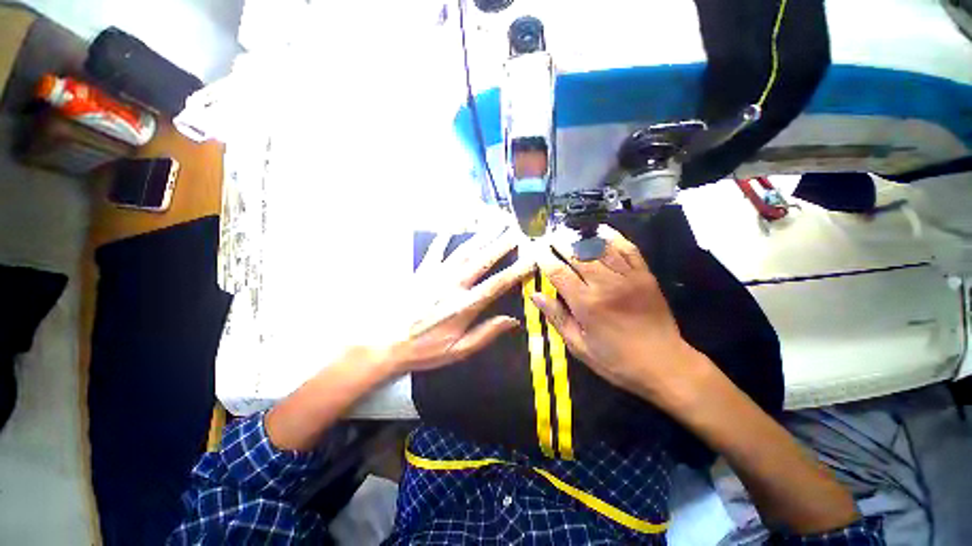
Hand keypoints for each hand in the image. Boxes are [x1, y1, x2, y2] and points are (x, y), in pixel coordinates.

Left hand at [385, 228, 534, 373]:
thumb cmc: (423, 349)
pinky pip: (436, 248)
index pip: (497, 284)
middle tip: (517, 230)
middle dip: (502, 244)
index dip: (517, 270)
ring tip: (496, 222)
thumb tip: (513, 320)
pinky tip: (455, 222)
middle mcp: (453, 285)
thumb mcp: (458, 351)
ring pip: (464, 250)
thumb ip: (486, 334)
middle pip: (482, 260)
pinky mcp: (422, 270)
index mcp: (464, 306)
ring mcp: (437, 274)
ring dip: (482, 235)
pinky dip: (446, 234)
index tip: (531, 258)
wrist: (384, 342)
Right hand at [529, 226, 706, 404]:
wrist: (666, 365)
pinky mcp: (645, 275)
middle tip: (548, 235)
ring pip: (600, 248)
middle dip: (560, 242)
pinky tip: (602, 229)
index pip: (558, 272)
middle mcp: (605, 284)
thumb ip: (557, 318)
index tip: (535, 249)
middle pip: (577, 255)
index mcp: (586, 304)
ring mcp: (628, 277)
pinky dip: (614, 237)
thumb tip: (536, 295)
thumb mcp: (579, 346)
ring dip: (581, 237)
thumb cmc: (616, 361)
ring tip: (568, 231)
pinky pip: (628, 249)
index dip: (544, 258)